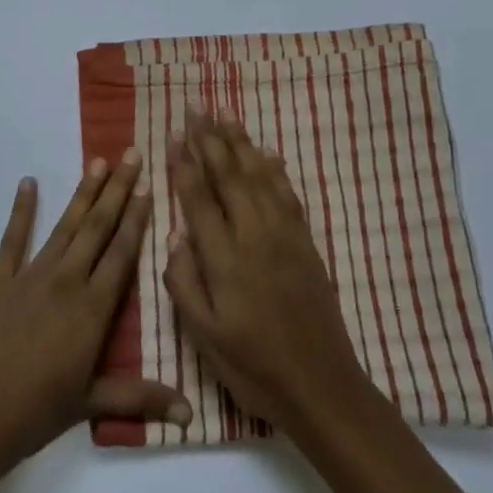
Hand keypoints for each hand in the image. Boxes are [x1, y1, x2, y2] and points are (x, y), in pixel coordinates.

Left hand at [0, 150, 192, 473]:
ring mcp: (29, 277)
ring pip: (64, 226)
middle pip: (97, 228)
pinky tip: (28, 183)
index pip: (122, 253)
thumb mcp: (91, 404)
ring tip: (97, 163)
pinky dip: (21, 210)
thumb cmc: (34, 413)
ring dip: (83, 194)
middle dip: (117, 190)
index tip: (149, 187)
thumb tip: (191, 414)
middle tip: (131, 155)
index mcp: (93, 310)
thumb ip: (141, 398)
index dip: (137, 218)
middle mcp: (66, 282)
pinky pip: (12, 239)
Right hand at [163, 113, 373, 436]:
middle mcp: (255, 235)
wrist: (320, 384)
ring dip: (241, 144)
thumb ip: (183, 281)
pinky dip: (275, 169)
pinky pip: (288, 194)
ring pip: (260, 177)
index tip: (173, 134)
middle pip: (229, 176)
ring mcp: (285, 236)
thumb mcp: (202, 335)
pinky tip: (267, 154)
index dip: (184, 164)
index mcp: (225, 258)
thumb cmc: (252, 365)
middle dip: (210, 139)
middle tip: (196, 108)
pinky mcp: (306, 243)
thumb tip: (175, 235)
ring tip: (226, 116)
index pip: (199, 198)